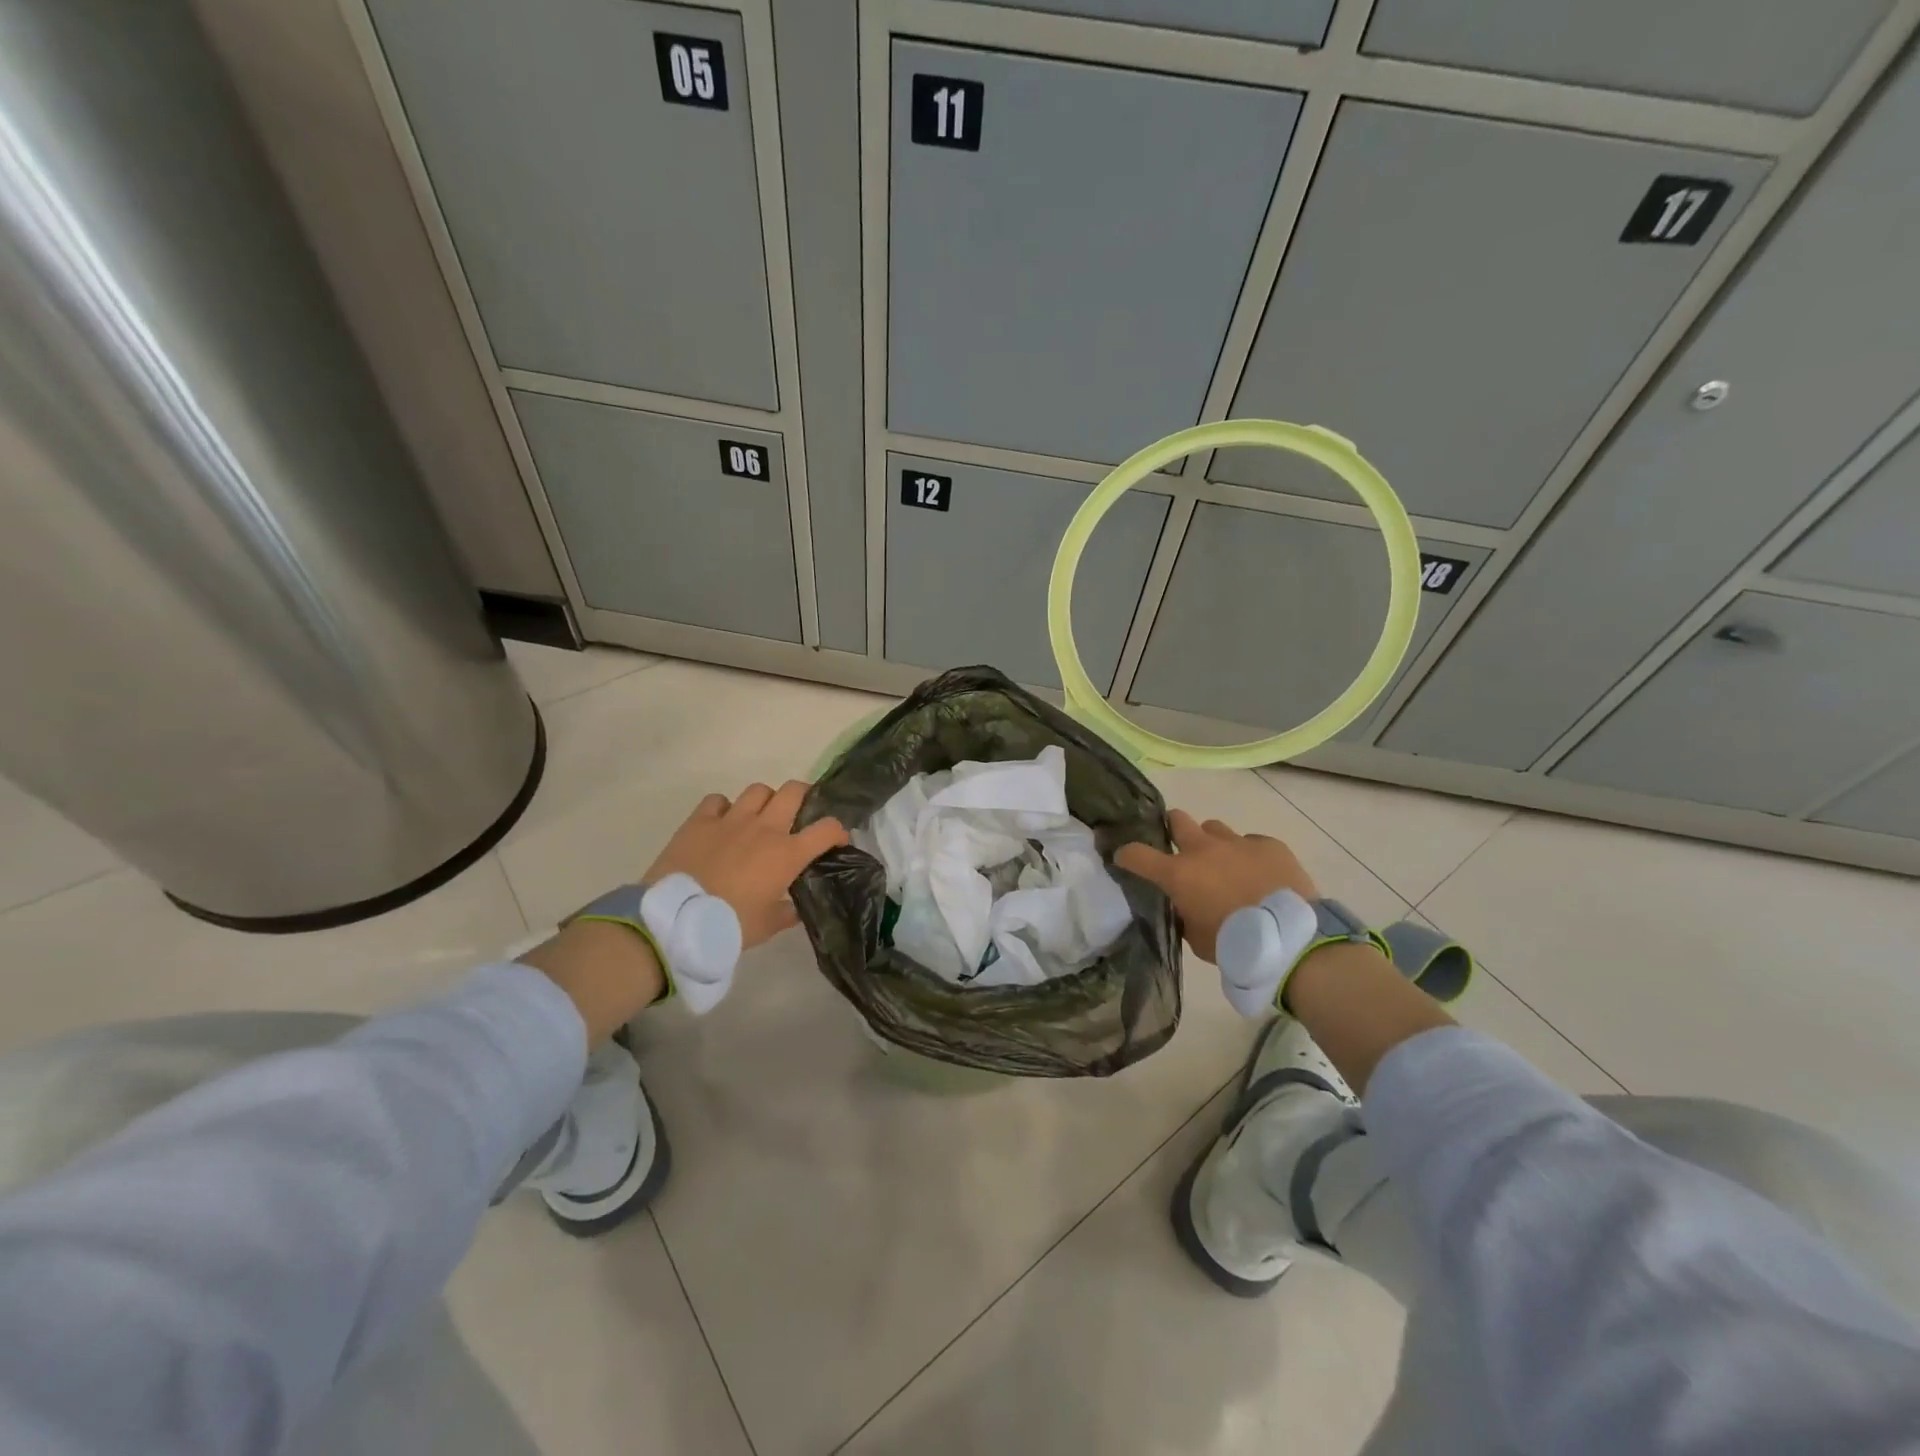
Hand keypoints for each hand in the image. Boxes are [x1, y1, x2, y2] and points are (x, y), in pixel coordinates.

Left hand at [644, 780, 848, 949]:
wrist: (676, 918)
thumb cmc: (729, 925)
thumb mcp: (767, 926)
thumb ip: (786, 912)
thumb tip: (796, 908)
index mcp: (788, 854)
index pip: (827, 829)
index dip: (838, 831)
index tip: (836, 841)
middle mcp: (765, 828)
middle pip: (794, 791)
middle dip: (804, 796)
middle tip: (800, 812)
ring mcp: (731, 820)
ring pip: (758, 790)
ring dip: (765, 800)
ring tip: (759, 816)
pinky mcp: (700, 820)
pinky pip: (717, 800)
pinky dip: (723, 808)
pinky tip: (721, 823)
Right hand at [1115, 809, 1317, 962]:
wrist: (1291, 939)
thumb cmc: (1236, 945)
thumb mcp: (1196, 938)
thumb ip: (1185, 915)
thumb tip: (1185, 905)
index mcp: (1178, 874)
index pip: (1136, 854)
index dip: (1126, 855)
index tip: (1124, 858)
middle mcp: (1203, 850)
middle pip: (1177, 819)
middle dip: (1172, 827)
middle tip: (1177, 844)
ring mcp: (1238, 843)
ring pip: (1214, 828)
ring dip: (1212, 842)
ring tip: (1224, 863)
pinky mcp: (1269, 845)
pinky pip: (1251, 842)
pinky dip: (1249, 855)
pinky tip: (1259, 874)